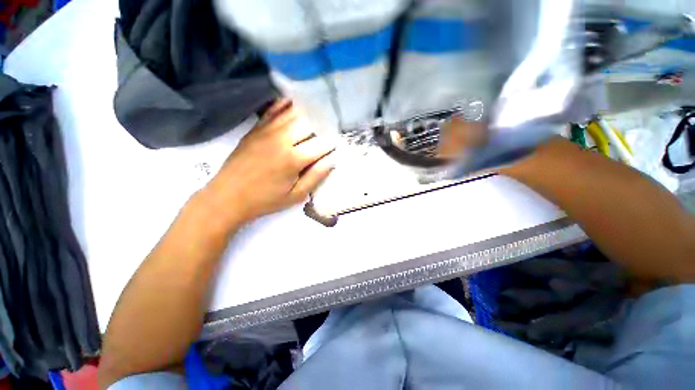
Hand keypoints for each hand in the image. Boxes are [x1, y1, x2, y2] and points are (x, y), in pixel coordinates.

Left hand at [203, 99, 335, 227]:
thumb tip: (332, 160)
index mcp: (293, 159)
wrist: (228, 197)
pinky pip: (272, 111)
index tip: (338, 143)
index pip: (320, 144)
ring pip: (292, 113)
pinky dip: (284, 104)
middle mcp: (282, 140)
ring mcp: (266, 132)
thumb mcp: (295, 196)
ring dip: (307, 112)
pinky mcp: (255, 129)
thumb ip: (315, 177)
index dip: (332, 143)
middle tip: (328, 129)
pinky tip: (292, 101)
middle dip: (321, 126)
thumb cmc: (266, 200)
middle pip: (308, 123)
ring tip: (317, 111)